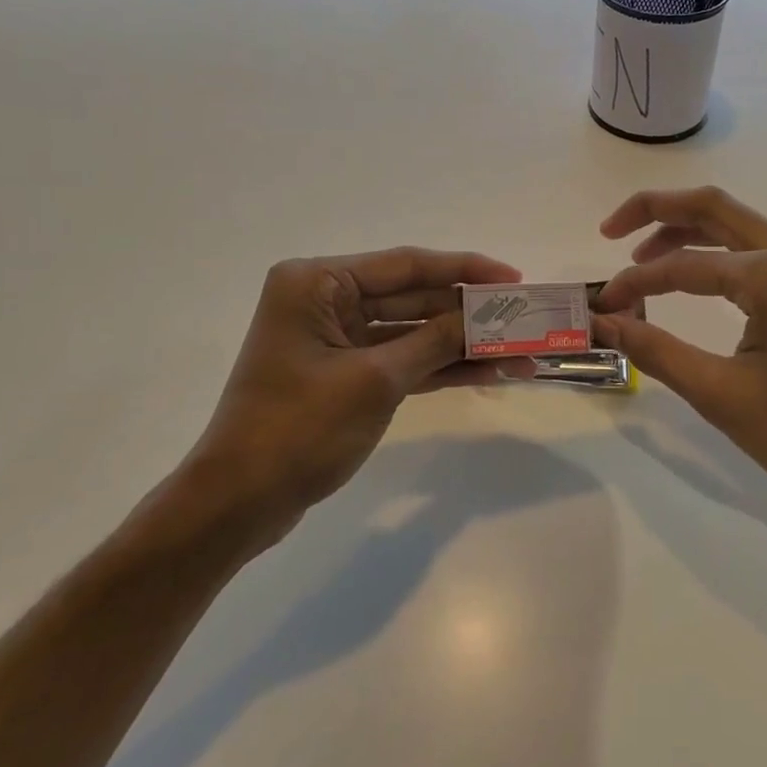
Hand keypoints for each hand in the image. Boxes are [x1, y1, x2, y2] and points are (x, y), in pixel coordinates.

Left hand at [178, 247, 522, 537]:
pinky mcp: (346, 374)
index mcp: (318, 282)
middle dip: (468, 313)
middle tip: (525, 319)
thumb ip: (434, 342)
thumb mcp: (375, 381)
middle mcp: (325, 300)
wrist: (241, 502)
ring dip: (461, 344)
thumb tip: (487, 317)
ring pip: (412, 332)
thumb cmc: (298, 429)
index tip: (514, 279)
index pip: (405, 265)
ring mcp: (337, 339)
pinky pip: (402, 360)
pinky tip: (487, 373)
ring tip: (519, 353)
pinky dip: (440, 367)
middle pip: (412, 297)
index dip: (464, 270)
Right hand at [591, 188, 766, 527]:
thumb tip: (603, 323)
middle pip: (714, 208)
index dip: (635, 284)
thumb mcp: (723, 396)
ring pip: (740, 227)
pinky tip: (699, 281)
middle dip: (656, 212)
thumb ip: (656, 351)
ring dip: (688, 233)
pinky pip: (763, 252)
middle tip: (609, 232)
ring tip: (643, 260)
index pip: (684, 265)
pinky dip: (721, 256)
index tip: (602, 309)